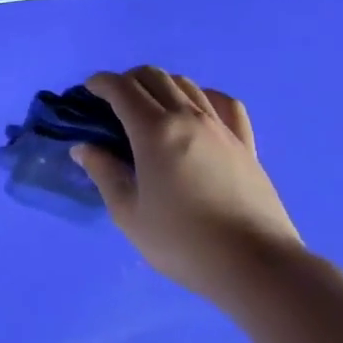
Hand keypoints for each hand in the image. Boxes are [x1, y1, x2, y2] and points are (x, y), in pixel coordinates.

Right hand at [74, 66, 301, 310]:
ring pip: (187, 84)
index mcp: (154, 130)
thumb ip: (104, 174)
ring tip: (152, 106)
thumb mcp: (129, 214)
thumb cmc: (184, 243)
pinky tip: (199, 111)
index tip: (89, 90)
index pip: (121, 88)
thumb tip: (85, 148)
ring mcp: (221, 127)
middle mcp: (187, 116)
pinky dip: (205, 96)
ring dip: (162, 85)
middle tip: (115, 100)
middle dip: (128, 79)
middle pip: (154, 76)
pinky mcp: (246, 144)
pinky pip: (225, 103)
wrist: (257, 266)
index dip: (100, 82)